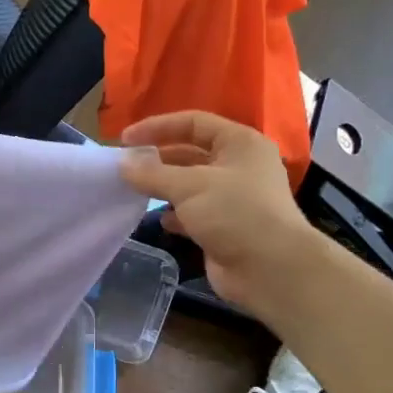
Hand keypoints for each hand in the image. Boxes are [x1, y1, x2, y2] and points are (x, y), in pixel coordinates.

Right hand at [119, 111, 326, 317]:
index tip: (124, 140)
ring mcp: (233, 198)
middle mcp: (239, 166)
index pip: (193, 123)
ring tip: (134, 192)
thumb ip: (152, 173)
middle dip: (158, 159)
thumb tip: (122, 164)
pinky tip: (160, 220)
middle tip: (125, 168)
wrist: (270, 269)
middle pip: (191, 153)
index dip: (157, 127)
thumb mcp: (189, 186)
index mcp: (239, 143)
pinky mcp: (225, 227)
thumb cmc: (234, 213)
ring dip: (164, 187)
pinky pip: (194, 213)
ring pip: (190, 185)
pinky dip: (175, 215)